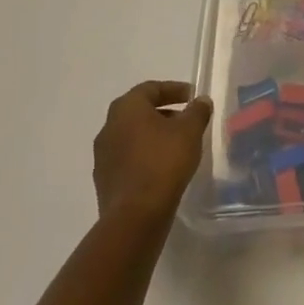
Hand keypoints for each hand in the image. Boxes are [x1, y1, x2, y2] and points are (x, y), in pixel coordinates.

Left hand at [92, 81, 212, 227]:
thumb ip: (197, 111)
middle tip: (185, 118)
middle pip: (138, 111)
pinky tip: (163, 166)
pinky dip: (145, 155)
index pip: (150, 88)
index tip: (192, 96)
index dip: (173, 89)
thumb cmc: (163, 162)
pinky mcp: (104, 180)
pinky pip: (127, 158)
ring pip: (131, 136)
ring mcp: (103, 156)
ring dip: (153, 135)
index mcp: (126, 108)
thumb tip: (201, 101)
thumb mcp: (190, 130)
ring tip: (177, 144)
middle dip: (163, 112)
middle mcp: (108, 127)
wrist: (135, 216)